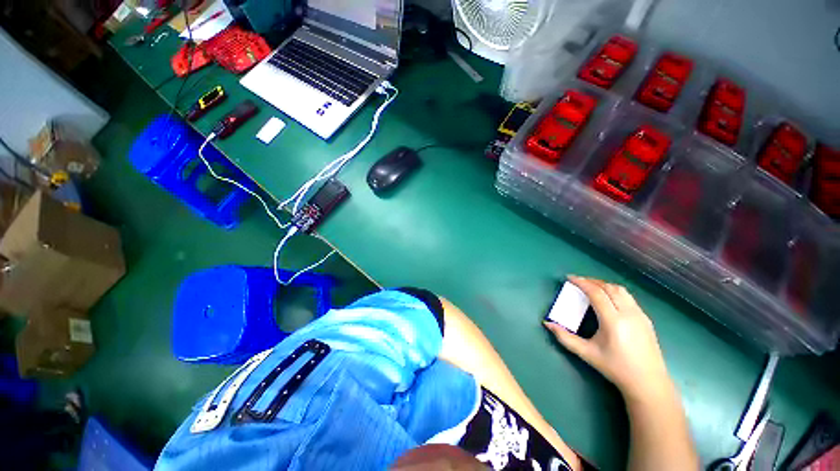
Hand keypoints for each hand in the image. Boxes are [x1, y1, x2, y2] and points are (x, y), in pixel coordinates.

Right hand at [544, 276, 672, 401]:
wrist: (648, 382)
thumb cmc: (615, 368)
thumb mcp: (587, 353)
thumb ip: (565, 337)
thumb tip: (547, 323)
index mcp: (613, 321)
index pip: (596, 293)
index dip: (582, 283)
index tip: (569, 278)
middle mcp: (628, 314)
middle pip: (609, 288)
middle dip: (592, 281)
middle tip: (578, 281)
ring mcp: (640, 315)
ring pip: (621, 290)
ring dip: (604, 285)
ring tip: (592, 287)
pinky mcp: (646, 319)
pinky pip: (629, 298)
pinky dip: (614, 292)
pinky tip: (608, 300)